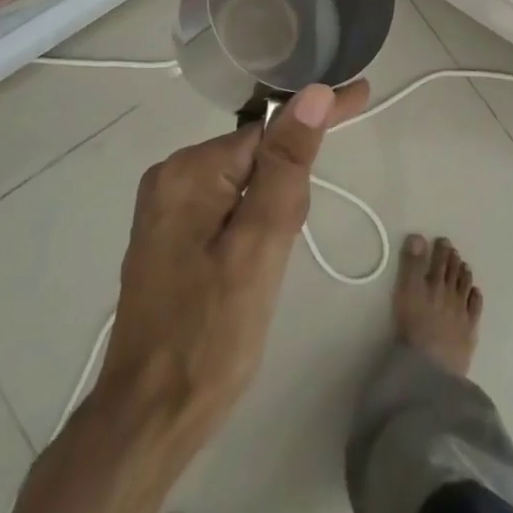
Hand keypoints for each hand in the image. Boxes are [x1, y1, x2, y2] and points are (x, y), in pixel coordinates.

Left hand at [91, 80, 371, 451]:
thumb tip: (312, 96)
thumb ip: (286, 167)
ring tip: (269, 267)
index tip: (361, 93)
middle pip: (257, 155)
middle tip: (288, 246)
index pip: (269, 128)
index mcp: (189, 171)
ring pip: (248, 183)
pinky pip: (231, 206)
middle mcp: (172, 177)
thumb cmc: (210, 335)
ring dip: (274, 210)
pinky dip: (256, 224)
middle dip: (289, 185)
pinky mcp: (174, 235)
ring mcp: (169, 208)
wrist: (150, 419)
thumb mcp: (259, 247)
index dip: (317, 117)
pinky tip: (255, 263)